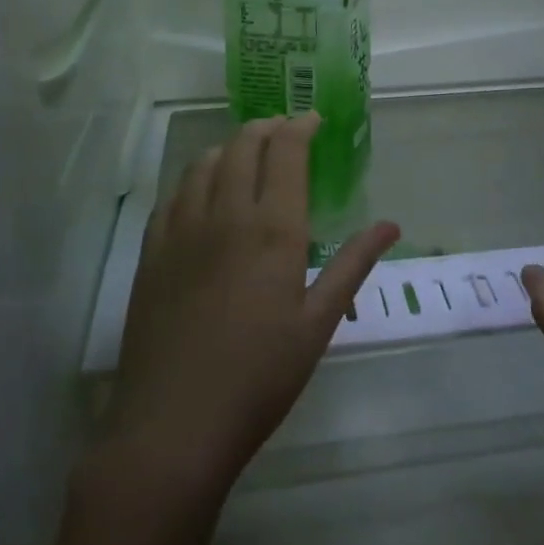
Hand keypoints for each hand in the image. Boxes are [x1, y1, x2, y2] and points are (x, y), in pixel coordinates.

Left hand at [101, 113, 399, 503]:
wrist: (174, 424)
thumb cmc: (260, 377)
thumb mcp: (319, 322)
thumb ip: (352, 265)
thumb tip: (390, 225)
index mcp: (273, 229)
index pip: (286, 153)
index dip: (301, 127)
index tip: (314, 120)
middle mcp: (226, 215)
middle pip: (242, 146)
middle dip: (266, 127)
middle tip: (283, 129)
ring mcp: (182, 230)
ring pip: (203, 163)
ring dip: (228, 147)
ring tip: (245, 153)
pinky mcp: (152, 252)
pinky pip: (173, 195)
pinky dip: (194, 178)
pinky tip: (201, 193)